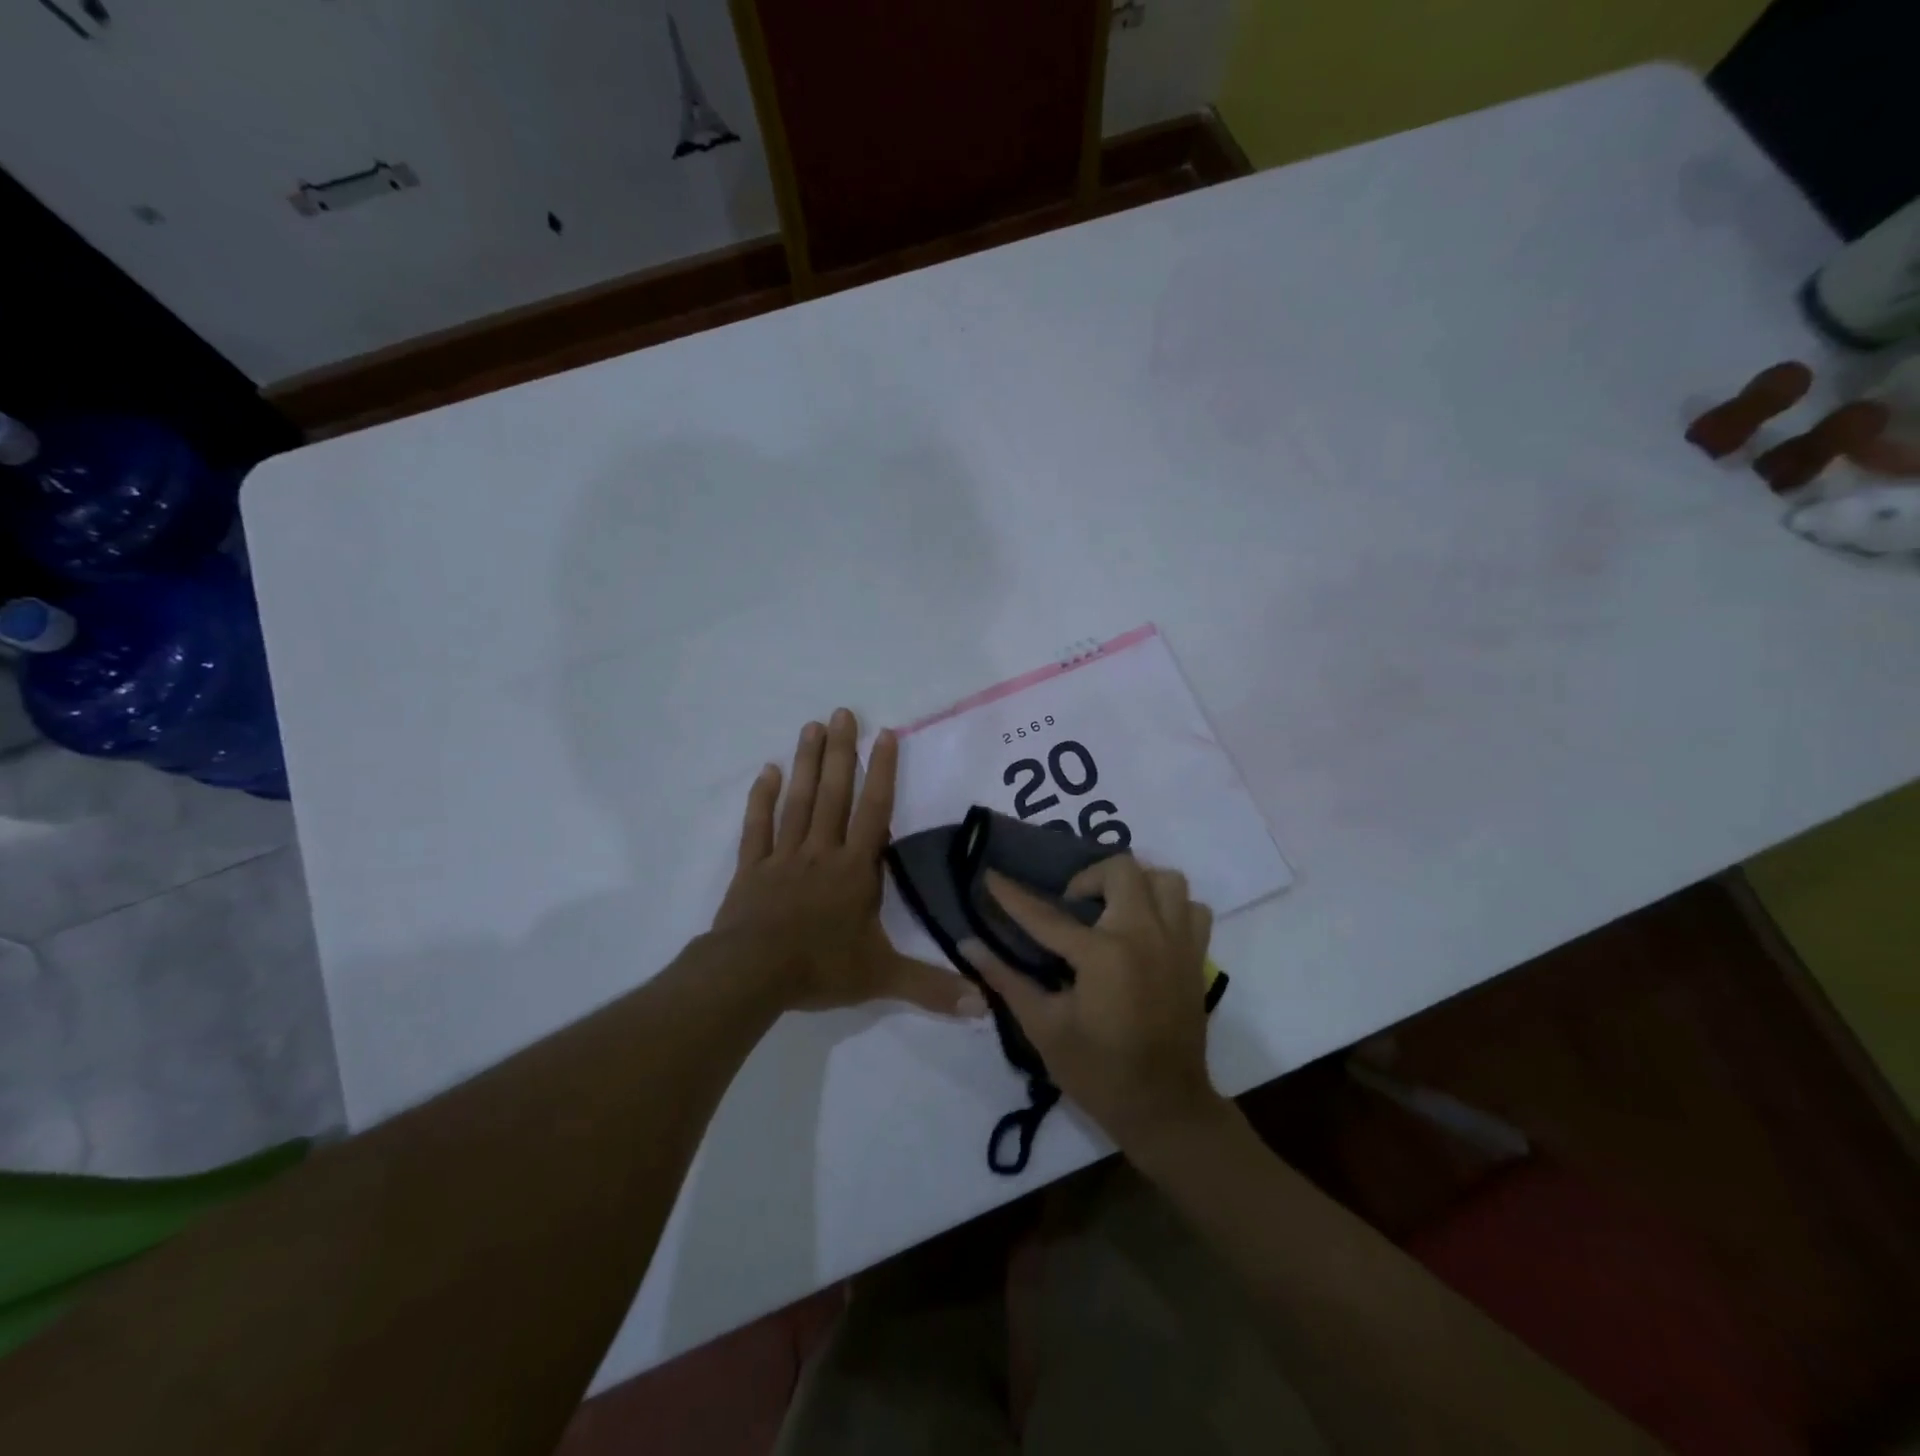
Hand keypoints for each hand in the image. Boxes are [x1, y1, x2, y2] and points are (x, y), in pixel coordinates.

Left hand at [714, 708, 982, 1018]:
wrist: (751, 974)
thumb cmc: (819, 968)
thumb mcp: (882, 978)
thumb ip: (932, 988)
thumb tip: (984, 1006)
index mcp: (855, 869)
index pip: (874, 812)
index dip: (881, 772)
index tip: (885, 734)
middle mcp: (821, 852)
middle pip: (834, 794)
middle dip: (841, 752)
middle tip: (843, 712)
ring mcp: (783, 857)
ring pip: (798, 801)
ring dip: (806, 763)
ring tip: (810, 727)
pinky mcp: (752, 868)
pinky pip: (758, 827)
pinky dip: (761, 799)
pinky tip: (766, 772)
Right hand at [964, 857, 1225, 1153]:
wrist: (1165, 1109)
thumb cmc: (1098, 1072)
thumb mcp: (1044, 1028)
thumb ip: (1006, 980)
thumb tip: (968, 944)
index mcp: (1103, 955)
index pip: (1046, 915)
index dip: (1012, 894)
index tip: (992, 875)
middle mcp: (1144, 935)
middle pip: (1120, 870)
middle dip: (1088, 878)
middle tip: (1072, 906)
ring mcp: (1178, 942)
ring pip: (1165, 879)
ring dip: (1136, 884)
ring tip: (1114, 908)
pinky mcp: (1198, 956)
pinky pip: (1193, 908)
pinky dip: (1171, 907)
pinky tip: (1149, 927)